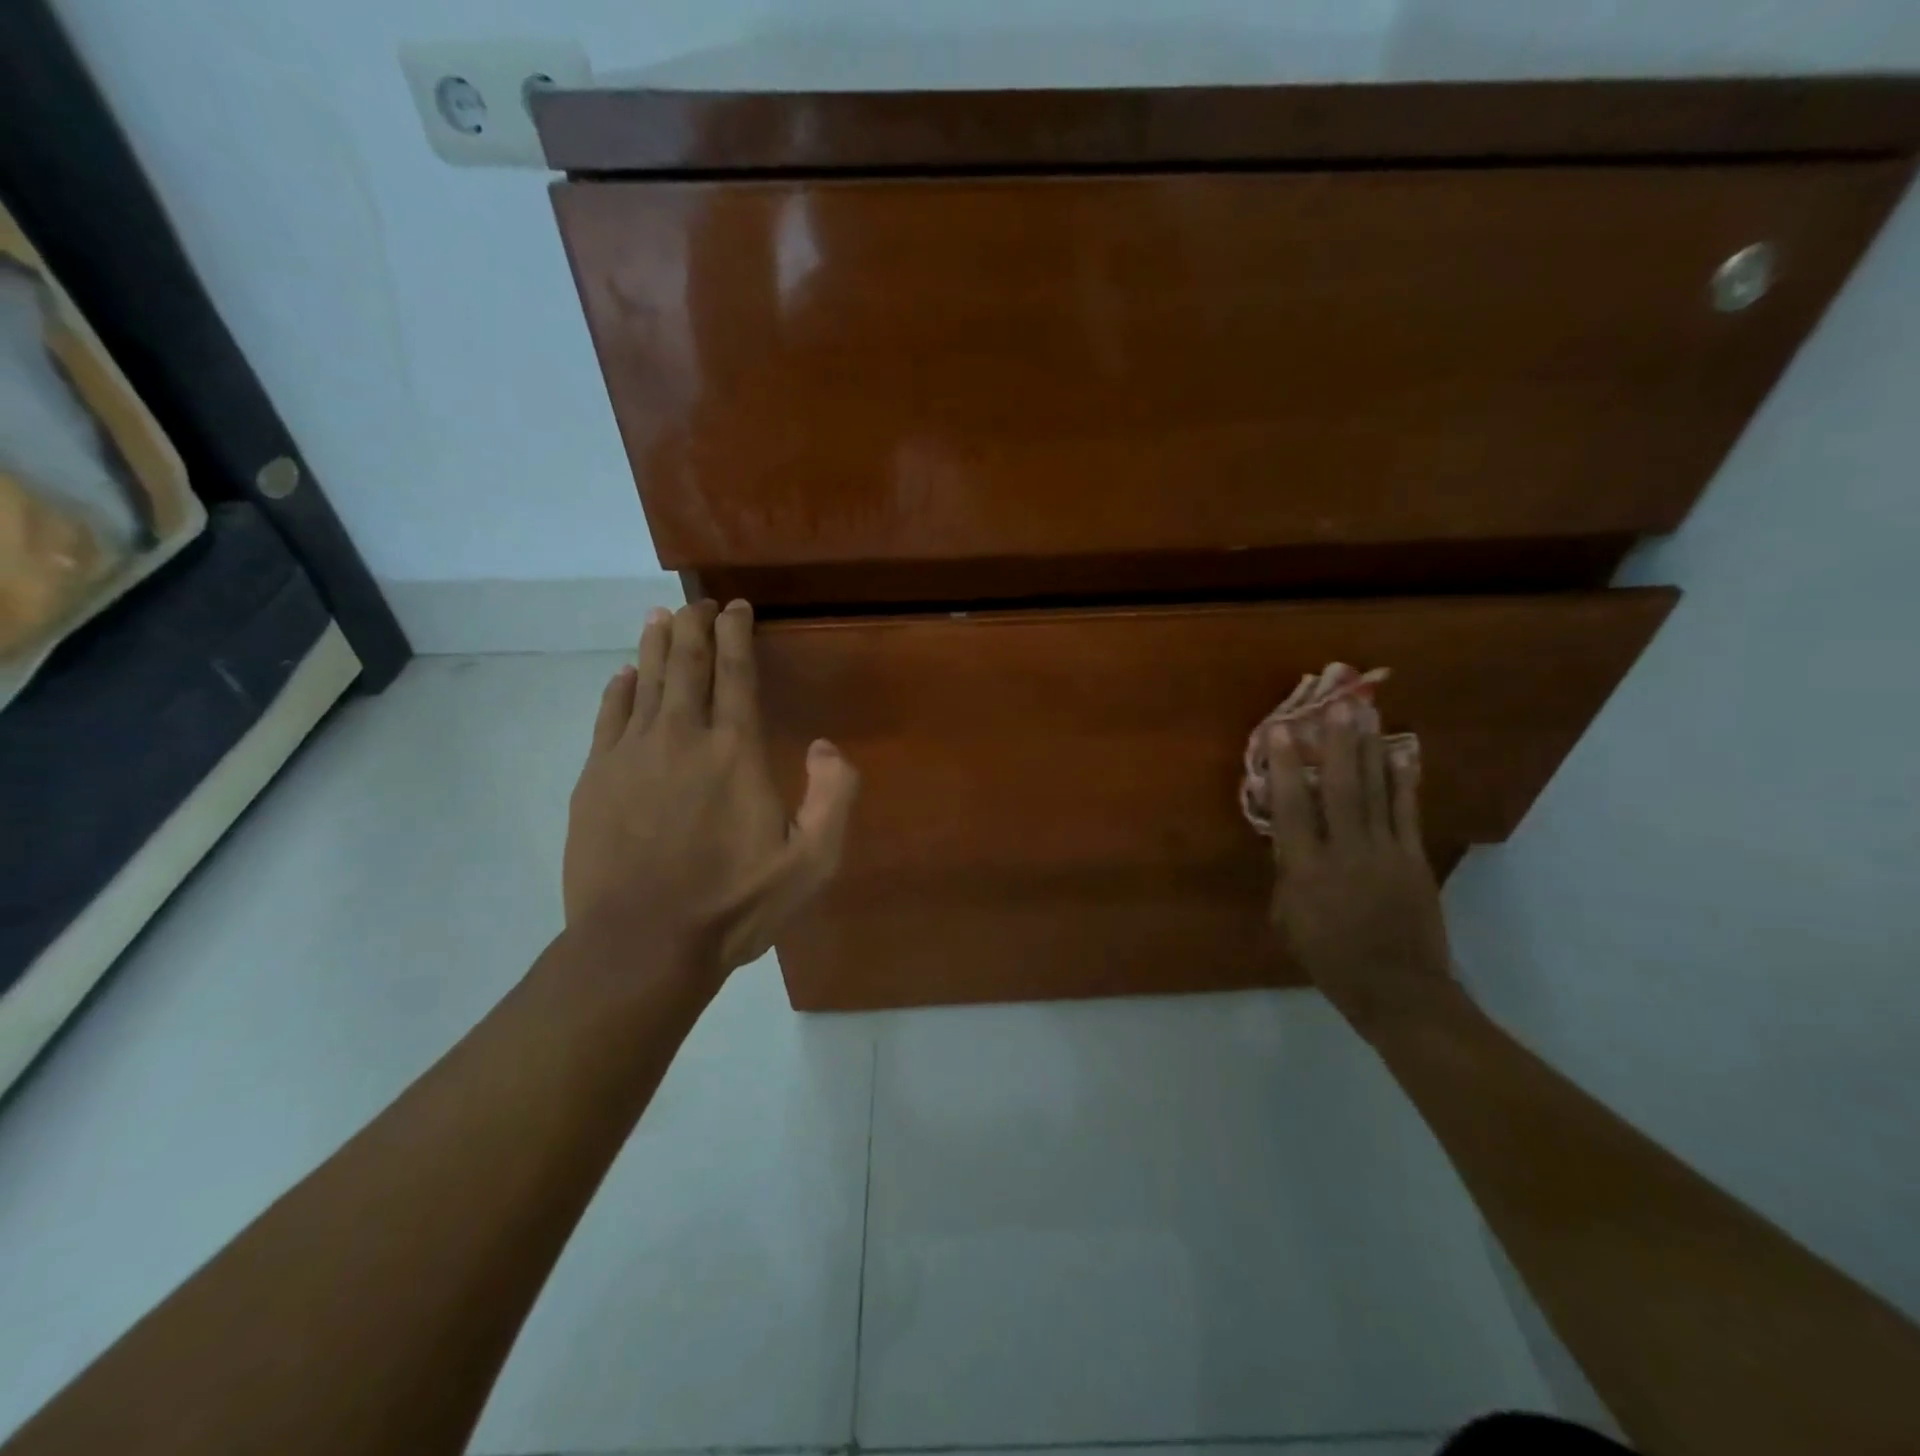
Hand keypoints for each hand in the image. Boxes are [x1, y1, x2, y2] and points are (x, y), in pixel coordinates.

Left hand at [563, 599, 858, 979]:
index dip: (736, 632)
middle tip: (699, 603)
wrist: (642, 944)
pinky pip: (609, 716)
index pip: (736, 672)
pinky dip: (619, 689)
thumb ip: (834, 797)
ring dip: (657, 645)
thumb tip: (825, 746)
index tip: (736, 607)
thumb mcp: (811, 862)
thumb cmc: (734, 904)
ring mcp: (631, 754)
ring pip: (646, 680)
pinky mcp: (595, 777)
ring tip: (661, 617)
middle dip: (695, 626)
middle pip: (687, 663)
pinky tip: (624, 676)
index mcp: (735, 750)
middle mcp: (682, 736)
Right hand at [1263, 700, 1456, 1036]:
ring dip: (1369, 751)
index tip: (1279, 731)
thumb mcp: (1287, 919)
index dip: (1284, 767)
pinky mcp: (1413, 859)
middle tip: (1337, 707)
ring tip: (1366, 716)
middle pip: (1340, 790)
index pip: (1291, 809)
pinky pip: (1407, 812)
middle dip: (1336, 746)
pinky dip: (1404, 780)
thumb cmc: (1328, 957)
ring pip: (1376, 792)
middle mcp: (1344, 853)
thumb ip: (1286, 874)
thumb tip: (1289, 838)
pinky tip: (1403, 753)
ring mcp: (1385, 853)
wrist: (1396, 988)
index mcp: (1305, 871)